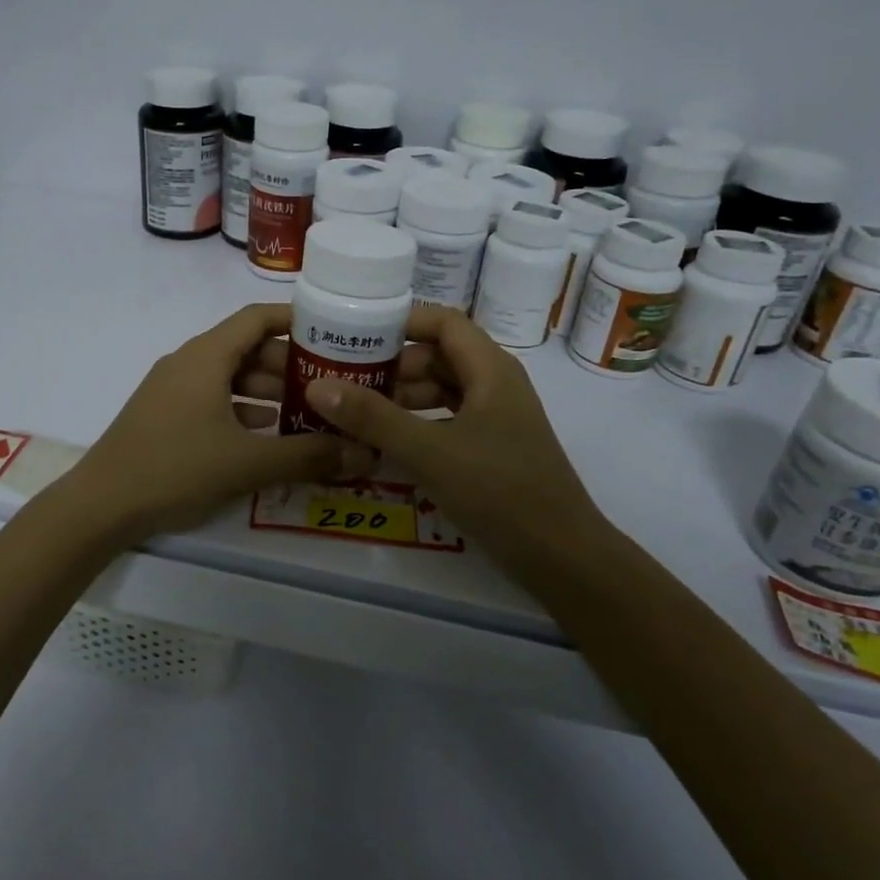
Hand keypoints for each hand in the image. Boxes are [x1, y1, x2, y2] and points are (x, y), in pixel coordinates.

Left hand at [56, 303, 450, 544]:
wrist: (100, 506)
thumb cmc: (175, 469)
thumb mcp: (247, 463)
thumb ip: (307, 456)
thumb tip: (364, 453)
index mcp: (206, 357)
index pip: (257, 318)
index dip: (295, 319)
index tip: (334, 329)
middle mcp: (188, 363)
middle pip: (246, 348)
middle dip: (289, 364)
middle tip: (331, 382)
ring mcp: (172, 389)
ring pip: (230, 377)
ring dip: (267, 390)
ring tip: (308, 411)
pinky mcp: (164, 415)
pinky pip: (213, 399)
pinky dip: (243, 409)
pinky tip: (267, 434)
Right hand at [305, 307, 617, 579]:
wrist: (562, 556)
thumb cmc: (501, 491)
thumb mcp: (430, 452)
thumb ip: (374, 419)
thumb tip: (317, 386)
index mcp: (491, 370)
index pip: (443, 322)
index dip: (402, 322)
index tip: (356, 335)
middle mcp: (496, 385)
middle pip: (438, 356)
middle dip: (392, 365)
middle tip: (343, 378)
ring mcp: (496, 418)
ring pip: (441, 391)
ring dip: (401, 397)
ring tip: (355, 412)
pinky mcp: (492, 448)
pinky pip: (447, 420)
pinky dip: (417, 424)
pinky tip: (386, 442)